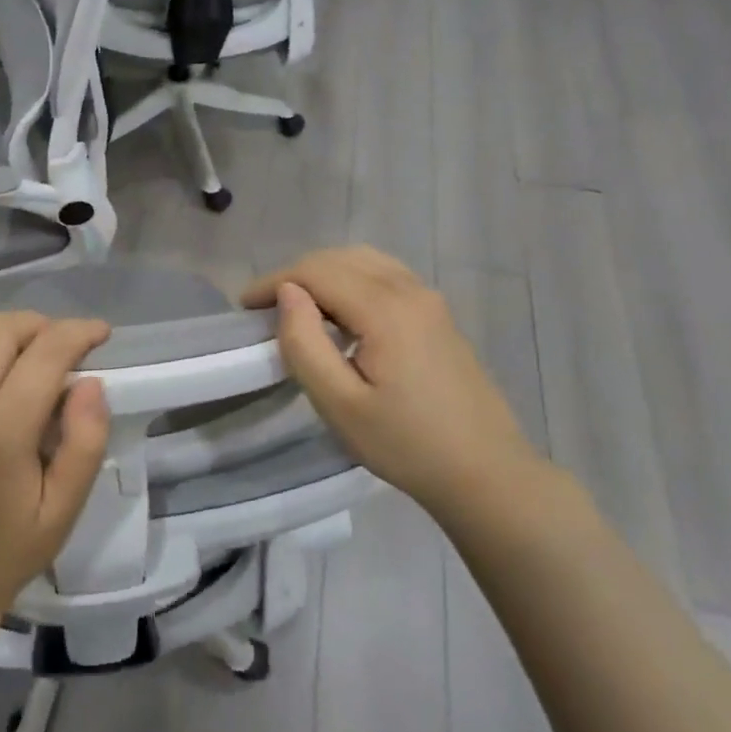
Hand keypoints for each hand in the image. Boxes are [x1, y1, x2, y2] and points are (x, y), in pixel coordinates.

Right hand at [242, 247, 546, 523]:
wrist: (487, 473)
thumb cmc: (407, 445)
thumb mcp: (340, 404)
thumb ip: (305, 343)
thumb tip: (287, 293)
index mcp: (385, 309)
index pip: (316, 271)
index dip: (274, 281)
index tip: (243, 306)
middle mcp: (409, 290)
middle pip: (339, 258)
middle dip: (295, 274)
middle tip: (265, 309)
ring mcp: (429, 299)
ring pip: (364, 261)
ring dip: (324, 274)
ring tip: (298, 308)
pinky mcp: (438, 314)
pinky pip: (385, 275)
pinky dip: (351, 280)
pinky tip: (340, 313)